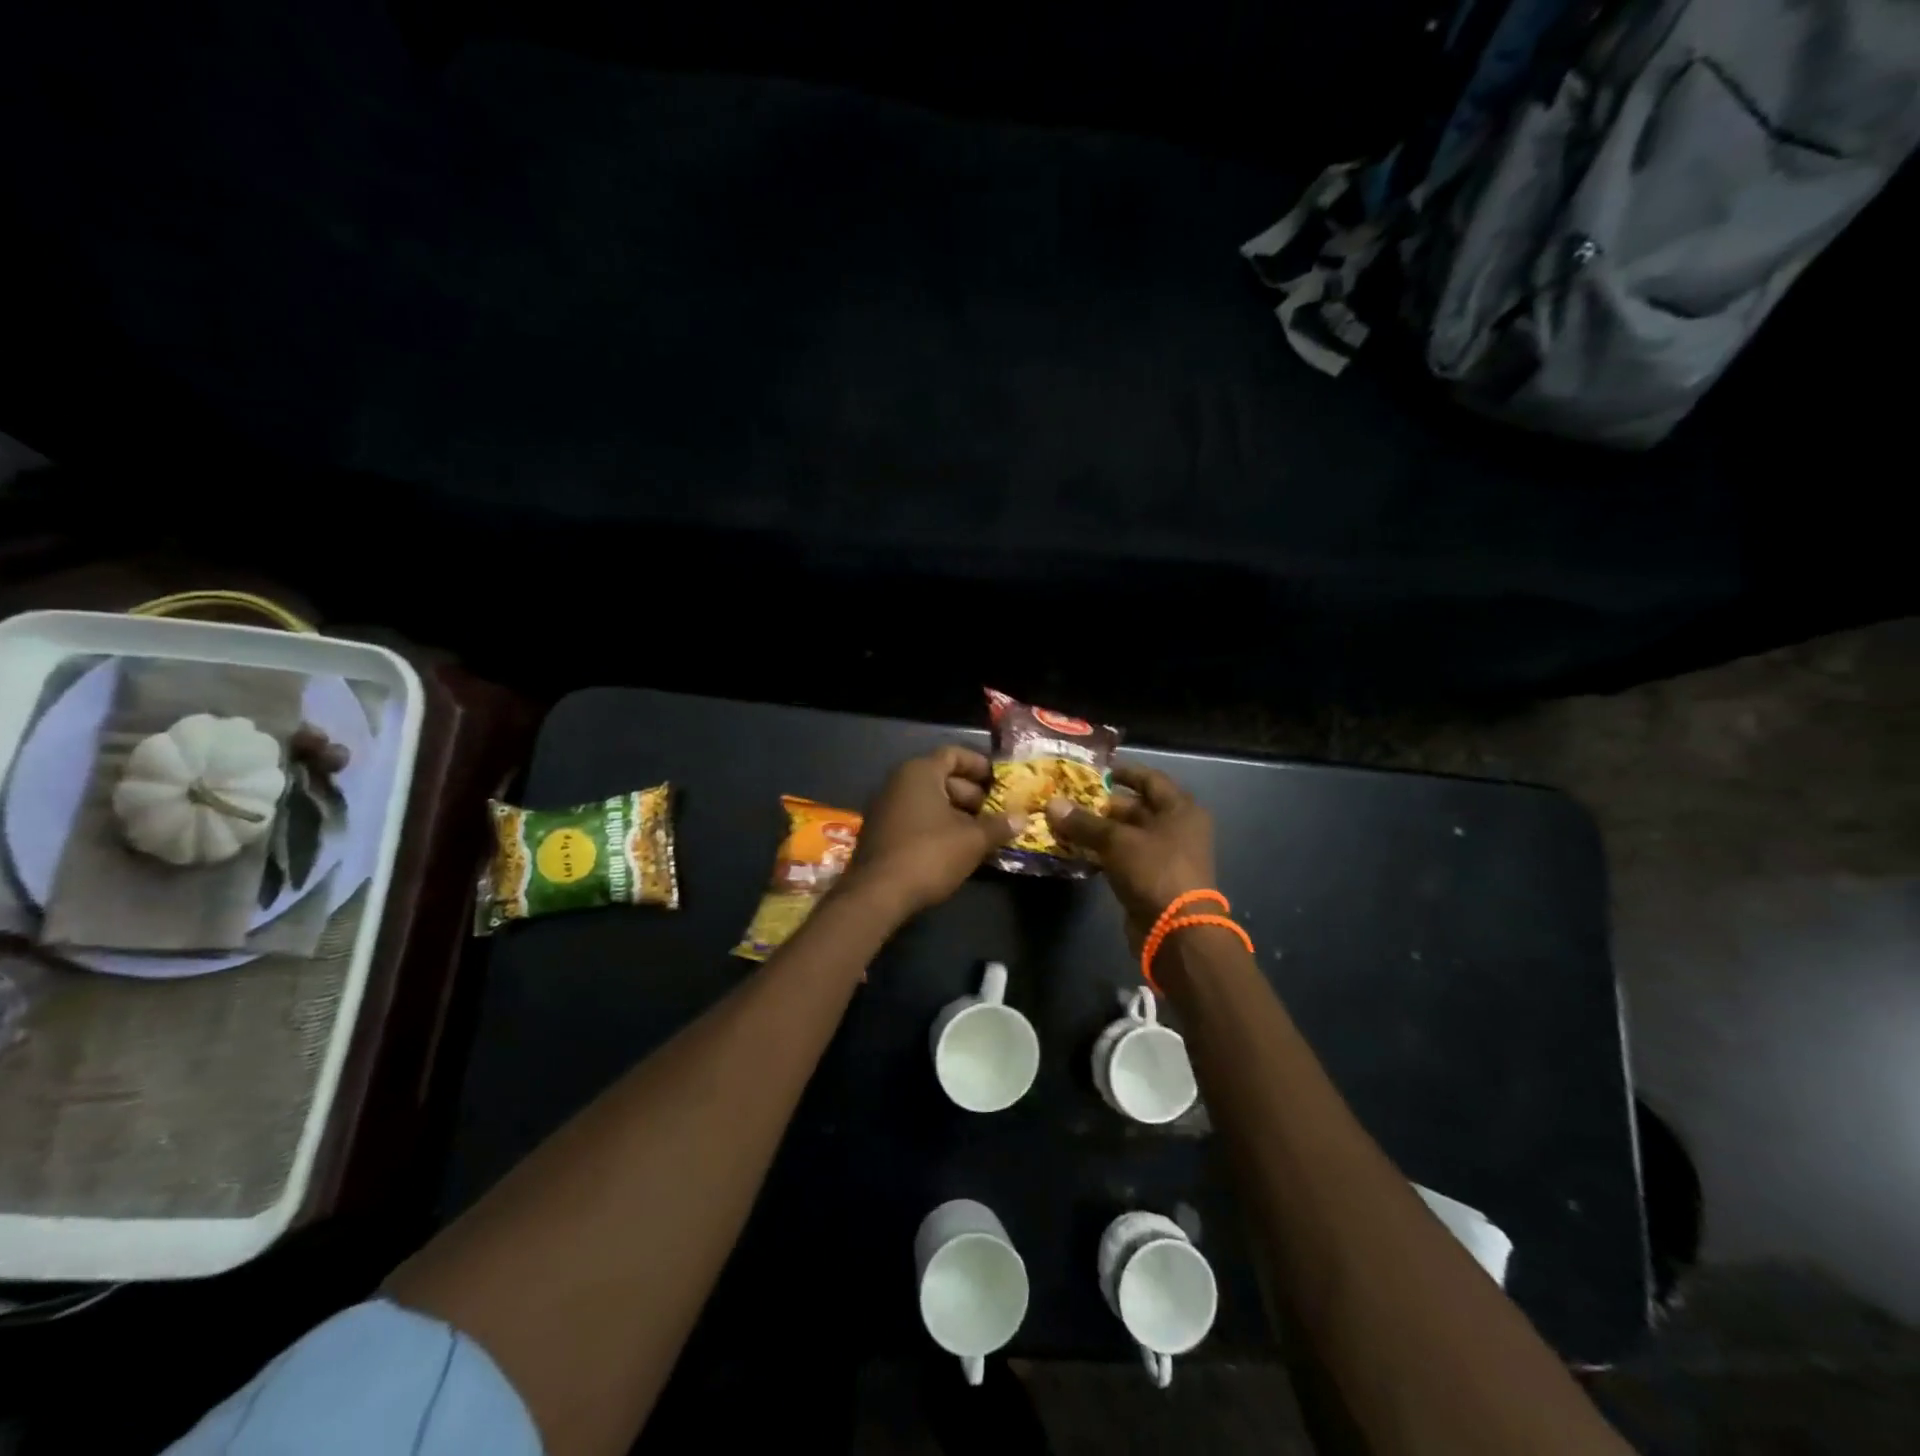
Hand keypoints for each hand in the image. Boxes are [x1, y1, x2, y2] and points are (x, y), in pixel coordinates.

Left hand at [840, 746, 1023, 921]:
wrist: (877, 894)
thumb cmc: (929, 854)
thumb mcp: (972, 840)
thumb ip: (998, 826)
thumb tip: (1022, 818)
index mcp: (920, 772)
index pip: (954, 754)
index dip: (980, 765)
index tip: (1001, 782)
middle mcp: (899, 783)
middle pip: (943, 779)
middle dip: (973, 796)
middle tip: (998, 814)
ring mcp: (886, 808)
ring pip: (930, 802)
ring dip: (958, 815)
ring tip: (984, 835)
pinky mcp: (882, 833)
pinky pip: (917, 820)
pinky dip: (939, 828)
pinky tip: (959, 849)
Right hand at [1045, 762, 1215, 947]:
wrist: (1176, 931)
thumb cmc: (1154, 870)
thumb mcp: (1117, 841)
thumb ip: (1084, 822)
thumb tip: (1052, 804)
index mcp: (1180, 809)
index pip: (1149, 778)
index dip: (1122, 771)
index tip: (1093, 770)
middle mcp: (1176, 828)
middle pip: (1135, 807)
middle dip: (1101, 804)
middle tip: (1068, 799)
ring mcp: (1165, 855)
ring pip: (1126, 834)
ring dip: (1098, 831)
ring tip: (1064, 823)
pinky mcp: (1151, 879)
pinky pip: (1123, 857)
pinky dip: (1102, 853)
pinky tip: (1075, 850)